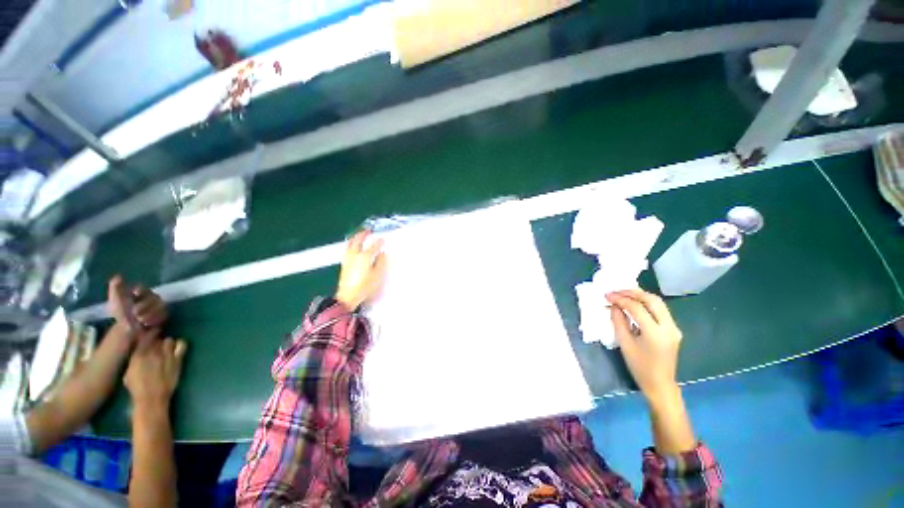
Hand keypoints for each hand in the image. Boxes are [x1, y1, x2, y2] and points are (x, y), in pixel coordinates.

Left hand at [108, 276, 167, 334]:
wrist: (127, 328)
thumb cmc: (121, 313)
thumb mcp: (116, 300)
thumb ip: (115, 288)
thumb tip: (118, 276)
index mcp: (141, 292)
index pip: (144, 288)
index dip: (141, 290)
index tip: (135, 293)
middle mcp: (152, 297)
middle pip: (153, 298)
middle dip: (143, 307)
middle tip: (135, 314)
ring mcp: (159, 306)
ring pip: (159, 307)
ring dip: (149, 314)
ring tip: (141, 321)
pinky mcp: (164, 315)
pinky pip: (163, 315)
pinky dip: (154, 319)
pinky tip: (148, 323)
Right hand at [124, 332, 187, 408]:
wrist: (152, 397)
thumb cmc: (137, 387)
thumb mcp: (129, 371)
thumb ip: (135, 358)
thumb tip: (139, 351)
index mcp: (138, 354)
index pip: (144, 336)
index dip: (147, 333)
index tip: (148, 333)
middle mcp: (153, 351)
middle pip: (157, 338)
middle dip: (156, 340)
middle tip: (155, 345)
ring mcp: (167, 354)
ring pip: (168, 340)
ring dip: (166, 343)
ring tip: (165, 348)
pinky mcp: (178, 359)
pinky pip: (182, 345)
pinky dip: (179, 344)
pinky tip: (176, 348)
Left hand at [335, 230, 386, 309]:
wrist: (348, 296)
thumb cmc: (365, 286)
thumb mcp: (377, 275)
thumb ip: (381, 263)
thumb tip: (382, 255)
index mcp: (365, 256)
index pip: (374, 246)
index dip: (379, 242)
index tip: (383, 239)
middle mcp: (355, 255)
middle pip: (358, 241)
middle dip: (363, 234)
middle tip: (368, 231)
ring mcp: (348, 259)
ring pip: (350, 244)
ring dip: (355, 238)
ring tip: (358, 236)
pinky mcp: (344, 264)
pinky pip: (347, 250)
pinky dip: (350, 245)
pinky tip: (352, 247)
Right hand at [606, 289, 682, 400]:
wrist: (660, 384)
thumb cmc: (639, 366)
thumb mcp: (624, 343)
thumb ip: (618, 321)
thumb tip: (614, 306)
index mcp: (655, 332)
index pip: (637, 307)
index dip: (620, 299)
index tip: (607, 296)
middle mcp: (668, 327)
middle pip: (652, 300)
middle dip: (632, 293)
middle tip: (616, 292)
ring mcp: (674, 327)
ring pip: (658, 303)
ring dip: (640, 296)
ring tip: (623, 295)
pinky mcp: (673, 329)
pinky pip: (660, 310)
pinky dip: (646, 303)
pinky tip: (635, 305)